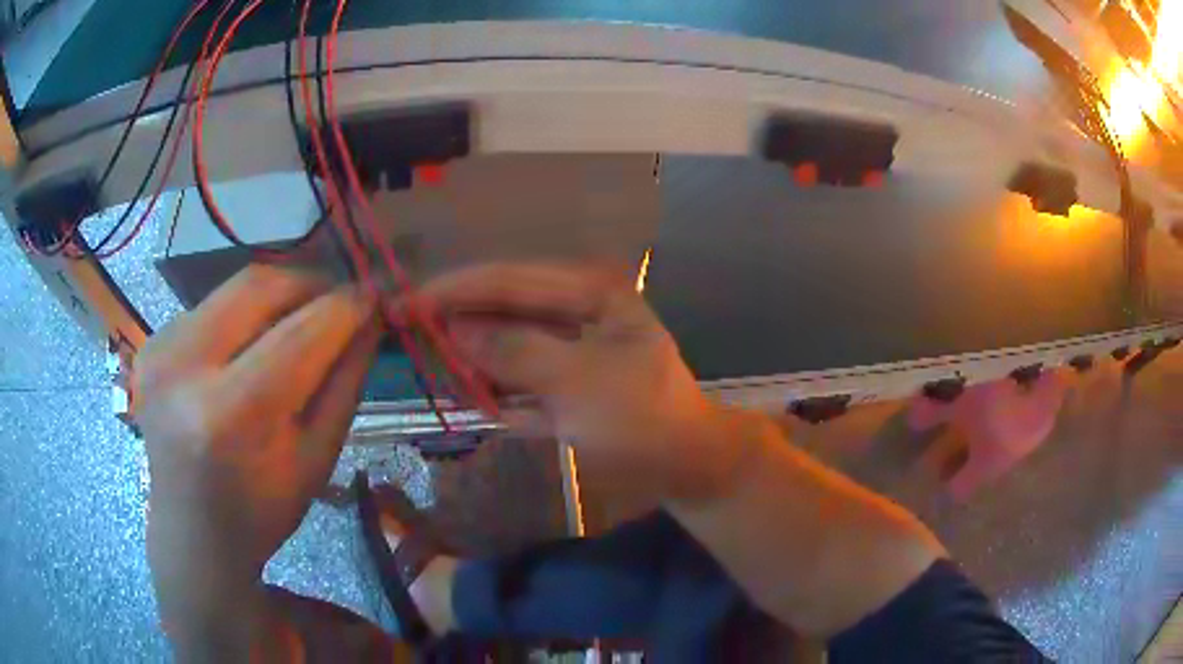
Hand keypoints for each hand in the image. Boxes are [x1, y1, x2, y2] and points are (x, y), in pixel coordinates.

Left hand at [135, 265, 379, 627]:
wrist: (191, 531)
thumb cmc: (261, 511)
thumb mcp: (317, 459)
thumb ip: (345, 382)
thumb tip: (370, 319)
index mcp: (231, 416)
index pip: (298, 335)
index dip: (343, 307)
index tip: (374, 294)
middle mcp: (184, 368)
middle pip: (258, 286)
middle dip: (308, 283)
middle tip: (338, 297)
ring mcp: (160, 350)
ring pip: (233, 288)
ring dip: (277, 295)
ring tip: (301, 318)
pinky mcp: (150, 343)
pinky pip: (210, 306)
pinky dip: (243, 313)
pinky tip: (251, 344)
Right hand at [421, 263, 737, 500]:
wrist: (687, 466)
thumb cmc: (642, 419)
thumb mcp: (577, 383)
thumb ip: (514, 353)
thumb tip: (455, 330)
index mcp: (590, 292)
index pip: (510, 279)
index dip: (455, 290)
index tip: (406, 302)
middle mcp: (579, 310)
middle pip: (504, 308)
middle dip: (458, 321)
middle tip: (407, 331)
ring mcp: (573, 348)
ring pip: (508, 343)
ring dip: (472, 357)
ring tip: (428, 362)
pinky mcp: (568, 383)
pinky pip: (521, 378)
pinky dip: (495, 388)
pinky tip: (465, 395)